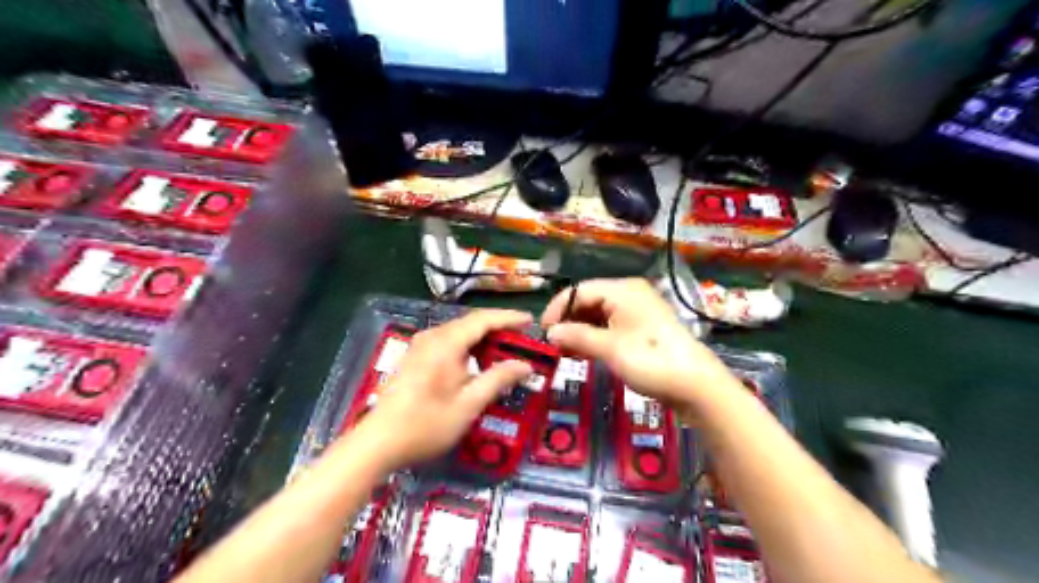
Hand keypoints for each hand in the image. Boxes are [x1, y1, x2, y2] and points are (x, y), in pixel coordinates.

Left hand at [359, 309, 535, 468]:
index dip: (509, 318)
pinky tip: (478, 362)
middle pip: (471, 323)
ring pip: (459, 332)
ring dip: (483, 338)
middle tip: (523, 339)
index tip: (531, 321)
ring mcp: (420, 346)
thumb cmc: (426, 424)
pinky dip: (468, 346)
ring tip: (506, 349)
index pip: (484, 320)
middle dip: (498, 328)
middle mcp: (432, 337)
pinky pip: (448, 341)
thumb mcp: (469, 405)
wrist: (378, 443)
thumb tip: (526, 365)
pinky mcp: (415, 357)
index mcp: (446, 343)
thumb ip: (498, 380)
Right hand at [541, 275, 732, 408]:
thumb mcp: (609, 349)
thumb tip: (550, 333)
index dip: (557, 309)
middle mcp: (630, 294)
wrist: (696, 385)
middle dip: (569, 320)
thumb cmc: (650, 361)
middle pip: (589, 300)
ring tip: (566, 351)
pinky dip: (596, 336)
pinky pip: (612, 325)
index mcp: (622, 290)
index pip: (579, 290)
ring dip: (581, 330)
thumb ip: (577, 337)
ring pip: (599, 314)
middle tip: (553, 344)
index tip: (542, 332)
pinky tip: (585, 352)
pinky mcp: (643, 328)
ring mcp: (638, 311)